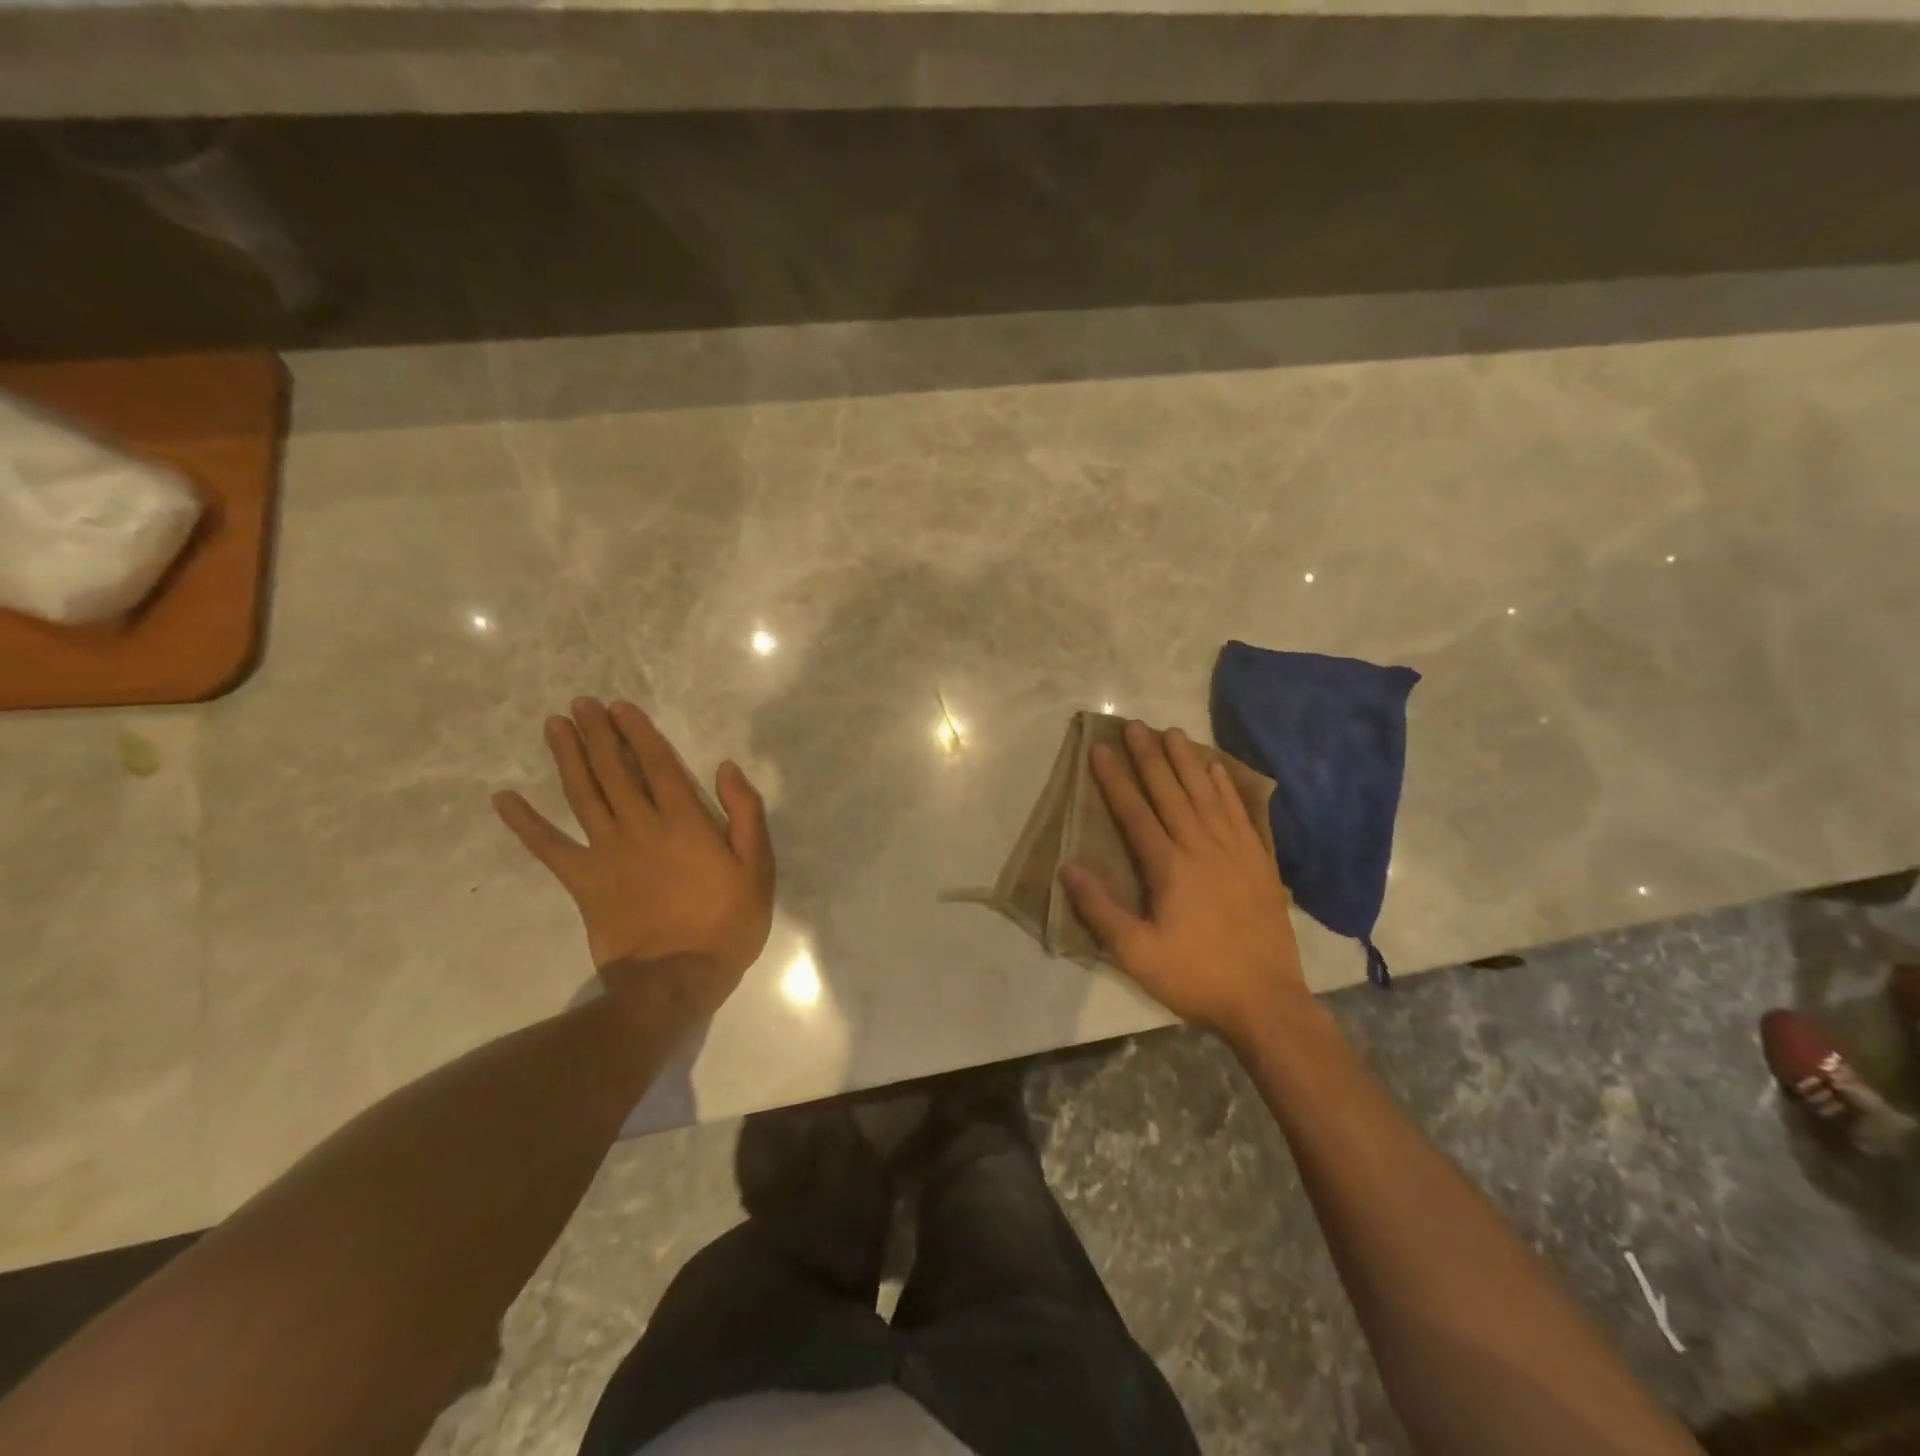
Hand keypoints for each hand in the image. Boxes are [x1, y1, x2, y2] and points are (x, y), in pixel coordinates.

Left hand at [493, 698, 773, 1019]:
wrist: (678, 979)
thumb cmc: (727, 922)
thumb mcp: (758, 867)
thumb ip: (745, 813)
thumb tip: (725, 768)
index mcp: (685, 821)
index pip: (657, 765)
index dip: (638, 733)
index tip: (620, 708)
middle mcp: (641, 826)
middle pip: (614, 770)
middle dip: (597, 734)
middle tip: (581, 704)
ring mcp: (607, 853)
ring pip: (582, 794)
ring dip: (567, 758)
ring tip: (555, 726)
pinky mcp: (583, 882)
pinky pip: (549, 848)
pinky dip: (525, 823)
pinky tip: (504, 799)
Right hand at [1059, 721, 1306, 1039]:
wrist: (1266, 1000)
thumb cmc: (1194, 976)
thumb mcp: (1136, 952)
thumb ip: (1100, 909)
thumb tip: (1068, 867)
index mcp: (1168, 866)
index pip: (1135, 811)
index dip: (1115, 778)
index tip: (1099, 748)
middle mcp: (1201, 847)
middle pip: (1170, 791)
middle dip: (1148, 756)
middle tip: (1133, 724)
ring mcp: (1235, 850)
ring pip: (1206, 794)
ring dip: (1186, 761)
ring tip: (1171, 731)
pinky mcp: (1259, 861)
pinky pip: (1239, 812)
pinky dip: (1226, 786)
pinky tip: (1216, 768)